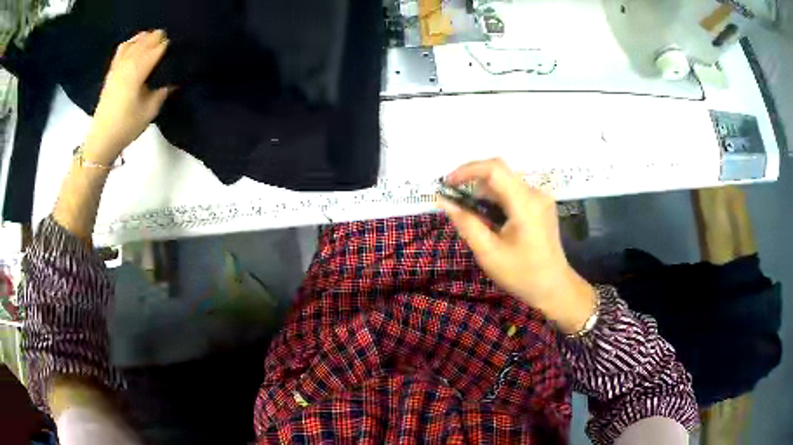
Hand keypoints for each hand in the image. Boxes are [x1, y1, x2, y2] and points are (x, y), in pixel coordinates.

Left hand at [83, 30, 171, 165]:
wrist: (102, 138)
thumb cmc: (127, 126)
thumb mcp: (149, 111)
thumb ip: (162, 92)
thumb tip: (173, 82)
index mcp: (138, 71)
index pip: (157, 49)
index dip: (169, 45)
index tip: (178, 47)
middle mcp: (128, 63)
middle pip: (146, 41)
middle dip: (159, 38)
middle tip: (170, 42)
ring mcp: (118, 66)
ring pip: (135, 42)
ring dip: (146, 38)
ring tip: (155, 39)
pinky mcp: (112, 71)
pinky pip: (122, 49)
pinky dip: (132, 42)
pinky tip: (137, 42)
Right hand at [438, 158, 596, 333]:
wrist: (554, 288)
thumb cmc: (522, 274)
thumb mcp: (489, 253)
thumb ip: (466, 223)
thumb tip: (444, 201)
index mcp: (525, 203)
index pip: (494, 168)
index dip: (467, 170)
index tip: (447, 184)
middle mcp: (535, 193)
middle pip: (499, 174)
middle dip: (473, 184)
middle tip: (456, 204)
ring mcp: (540, 198)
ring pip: (505, 183)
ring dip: (484, 195)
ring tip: (474, 219)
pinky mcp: (540, 206)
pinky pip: (513, 193)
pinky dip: (496, 202)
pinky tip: (491, 223)